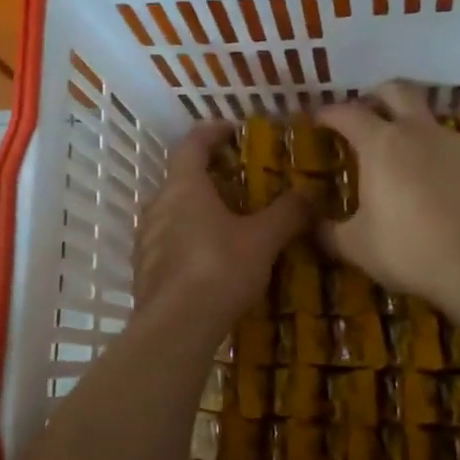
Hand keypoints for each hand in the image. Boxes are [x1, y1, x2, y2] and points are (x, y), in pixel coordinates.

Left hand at [135, 123, 309, 331]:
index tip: (234, 131)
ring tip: (228, 223)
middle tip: (241, 184)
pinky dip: (188, 240)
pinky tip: (210, 259)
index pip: (193, 143)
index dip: (214, 132)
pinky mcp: (145, 270)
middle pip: (181, 178)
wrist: (176, 328)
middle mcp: (158, 205)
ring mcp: (146, 239)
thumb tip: (314, 191)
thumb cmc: (219, 269)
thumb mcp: (263, 239)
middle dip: (210, 176)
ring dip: (197, 210)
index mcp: (184, 186)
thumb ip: (288, 212)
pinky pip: (168, 243)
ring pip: (173, 212)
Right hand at [316, 81, 459, 302]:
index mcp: (382, 144)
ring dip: (418, 138)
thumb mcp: (355, 246)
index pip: (347, 113)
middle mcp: (422, 132)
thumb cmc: (407, 251)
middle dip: (378, 96)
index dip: (329, 113)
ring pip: (435, 126)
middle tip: (368, 114)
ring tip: (412, 170)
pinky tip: (451, 196)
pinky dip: (451, 168)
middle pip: (398, 91)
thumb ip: (328, 231)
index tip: (318, 119)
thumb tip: (313, 225)